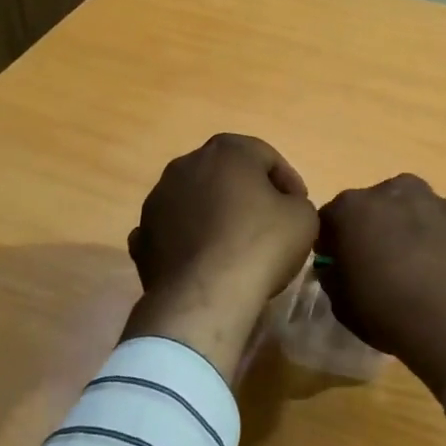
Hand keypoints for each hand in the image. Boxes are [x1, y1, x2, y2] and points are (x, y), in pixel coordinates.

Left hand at [122, 135, 318, 379]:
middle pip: (226, 174)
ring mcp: (157, 200)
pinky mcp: (142, 236)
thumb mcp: (304, 218)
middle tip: (269, 221)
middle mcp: (186, 165)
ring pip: (195, 200)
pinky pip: (173, 231)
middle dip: (247, 193)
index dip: (288, 180)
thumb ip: (296, 202)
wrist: (206, 294)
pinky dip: (188, 240)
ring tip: (235, 245)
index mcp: (227, 151)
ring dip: (214, 215)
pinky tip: (205, 261)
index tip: (299, 206)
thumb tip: (283, 207)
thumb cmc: (261, 244)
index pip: (266, 156)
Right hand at [315, 175, 445, 404]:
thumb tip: (336, 266)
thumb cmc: (387, 311)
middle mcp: (391, 191)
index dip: (332, 241)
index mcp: (352, 208)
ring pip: (409, 207)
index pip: (330, 218)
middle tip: (378, 261)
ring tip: (414, 262)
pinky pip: (439, 221)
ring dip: (405, 226)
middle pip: (372, 206)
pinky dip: (435, 235)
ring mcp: (431, 199)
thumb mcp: (341, 303)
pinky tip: (441, 265)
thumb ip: (332, 274)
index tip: (339, 263)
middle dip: (371, 227)